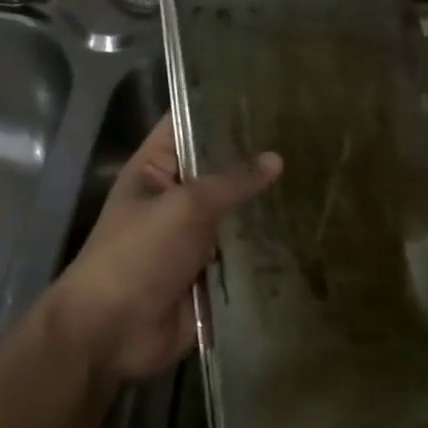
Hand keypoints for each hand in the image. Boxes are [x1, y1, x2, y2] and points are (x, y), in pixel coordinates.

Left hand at [44, 114, 280, 386]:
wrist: (111, 333)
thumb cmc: (137, 254)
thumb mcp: (185, 207)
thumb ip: (232, 181)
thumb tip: (276, 158)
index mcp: (155, 169)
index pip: (187, 124)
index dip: (219, 108)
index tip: (266, 93)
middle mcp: (174, 197)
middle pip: (218, 171)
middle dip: (254, 159)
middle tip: (307, 137)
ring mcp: (192, 236)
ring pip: (234, 213)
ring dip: (264, 205)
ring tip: (316, 178)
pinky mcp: (208, 272)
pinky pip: (241, 253)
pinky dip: (265, 247)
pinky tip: (307, 229)